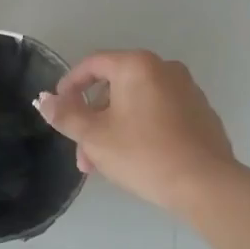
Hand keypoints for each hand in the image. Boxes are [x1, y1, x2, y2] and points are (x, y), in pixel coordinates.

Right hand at [34, 50, 237, 213]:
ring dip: (114, 129)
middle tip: (82, 153)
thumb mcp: (94, 136)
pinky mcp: (201, 113)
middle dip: (93, 119)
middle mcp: (165, 68)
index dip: (69, 86)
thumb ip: (66, 115)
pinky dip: (141, 130)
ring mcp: (187, 90)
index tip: (58, 110)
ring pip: (137, 104)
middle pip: (115, 86)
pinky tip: (137, 160)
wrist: (205, 184)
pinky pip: (160, 114)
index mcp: (137, 65)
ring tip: (105, 165)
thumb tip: (44, 100)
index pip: (92, 65)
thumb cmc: (143, 154)